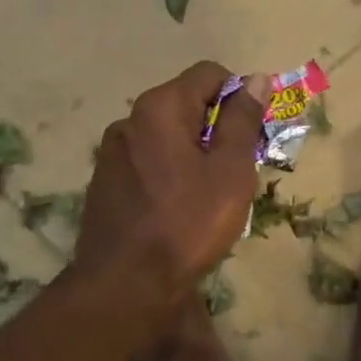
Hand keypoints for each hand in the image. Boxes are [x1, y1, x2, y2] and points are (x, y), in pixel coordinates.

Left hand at [76, 62, 272, 301]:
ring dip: (194, 150)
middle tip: (239, 167)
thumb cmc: (187, 223)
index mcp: (160, 107)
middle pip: (186, 103)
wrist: (125, 286)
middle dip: (217, 126)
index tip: (255, 131)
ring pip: (166, 135)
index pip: (208, 74)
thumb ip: (242, 120)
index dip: (239, 95)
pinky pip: (148, 160)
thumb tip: (255, 79)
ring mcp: (112, 152)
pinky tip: (179, 207)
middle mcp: (130, 120)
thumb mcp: (230, 170)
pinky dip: (170, 170)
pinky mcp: (104, 182)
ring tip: (211, 192)